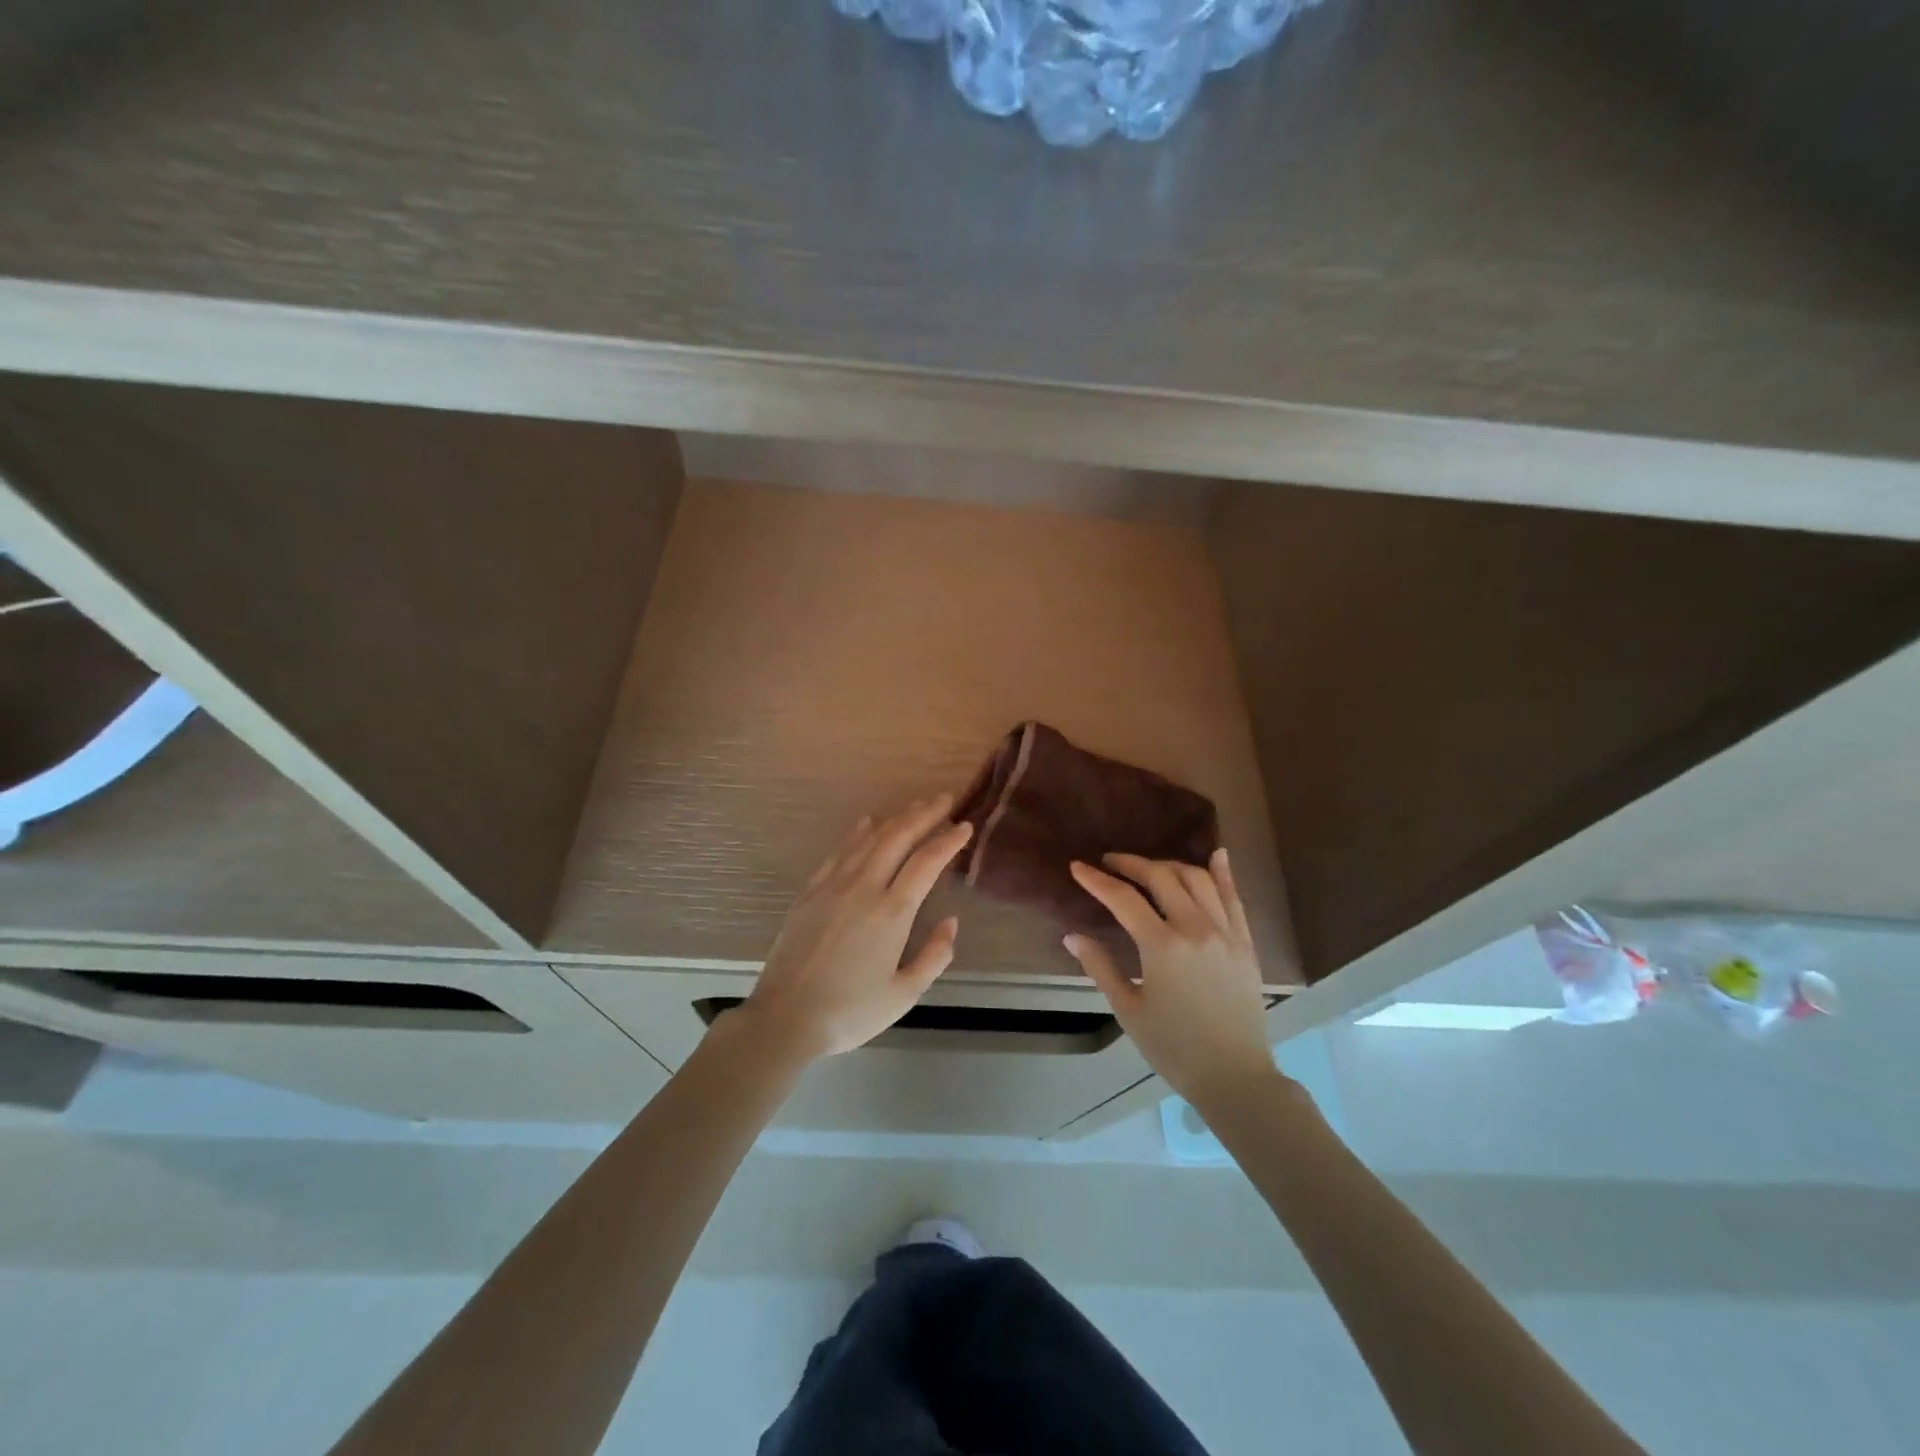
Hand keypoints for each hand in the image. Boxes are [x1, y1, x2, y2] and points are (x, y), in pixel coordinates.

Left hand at [734, 795, 972, 1063]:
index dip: (948, 840)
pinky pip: (839, 851)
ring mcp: (833, 886)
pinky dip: (858, 832)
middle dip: (924, 814)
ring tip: (915, 806)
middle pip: (898, 838)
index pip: (927, 862)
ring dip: (895, 818)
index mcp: (892, 912)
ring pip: (869, 838)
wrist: (786, 1018)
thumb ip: (934, 955)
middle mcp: (864, 887)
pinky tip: (868, 823)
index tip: (965, 825)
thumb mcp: (905, 994)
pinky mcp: (810, 892)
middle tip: (944, 799)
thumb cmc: (850, 1011)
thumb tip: (950, 922)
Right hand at [1064, 849, 1278, 1111]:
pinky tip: (1216, 856)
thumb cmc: (1174, 1048)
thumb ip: (1100, 967)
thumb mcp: (1128, 1010)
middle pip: (1160, 877)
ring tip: (1149, 868)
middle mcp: (1195, 928)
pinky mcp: (1245, 942)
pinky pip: (1234, 898)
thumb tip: (1072, 936)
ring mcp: (1225, 932)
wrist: (1234, 1076)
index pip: (1123, 899)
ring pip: (1197, 879)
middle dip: (1130, 864)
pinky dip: (1223, 874)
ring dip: (1169, 866)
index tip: (1077, 867)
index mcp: (1162, 946)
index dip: (1096, 880)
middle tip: (1110, 862)